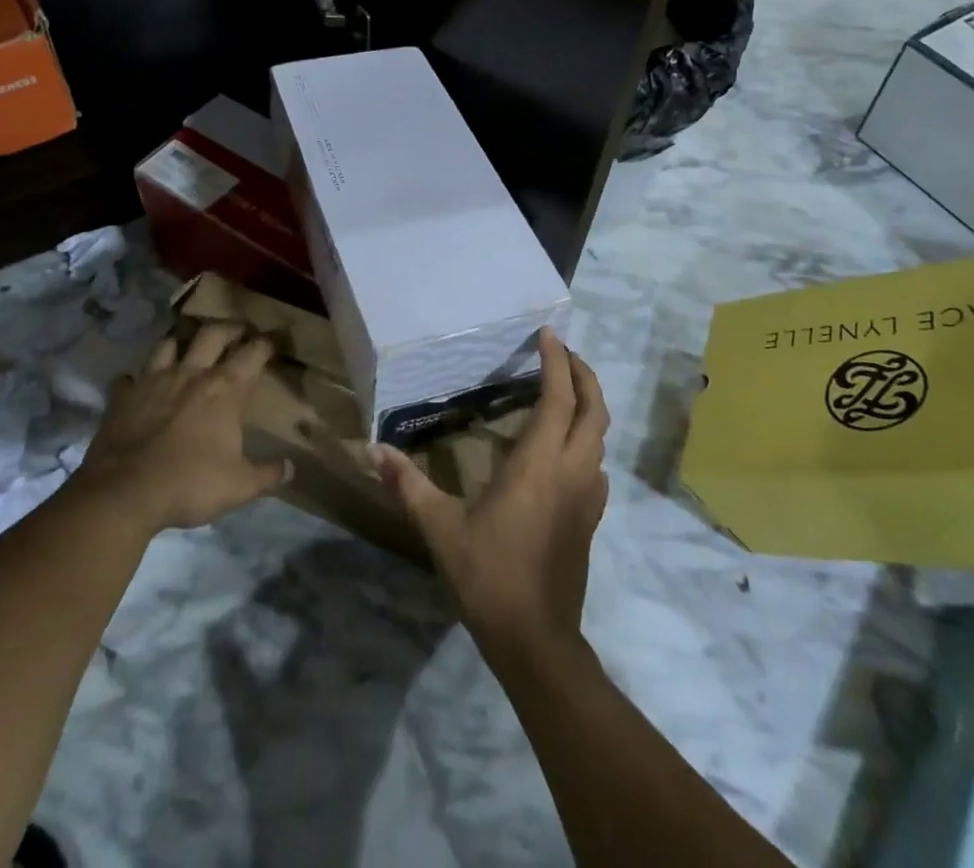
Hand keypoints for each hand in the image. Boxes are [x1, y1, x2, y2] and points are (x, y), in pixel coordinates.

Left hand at [74, 322, 290, 533]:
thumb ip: (268, 474)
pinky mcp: (123, 396)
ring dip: (180, 343)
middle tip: (237, 331)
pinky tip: (136, 387)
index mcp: (225, 390)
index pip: (254, 353)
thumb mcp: (239, 486)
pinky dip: (134, 380)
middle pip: (213, 333)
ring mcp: (154, 380)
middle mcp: (192, 374)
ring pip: (169, 344)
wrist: (124, 493)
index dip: (267, 343)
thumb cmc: (190, 484)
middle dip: (229, 328)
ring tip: (186, 349)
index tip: (274, 340)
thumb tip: (291, 468)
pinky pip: (127, 378)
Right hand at [372, 329, 609, 659]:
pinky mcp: (592, 518)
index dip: (557, 362)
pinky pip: (597, 462)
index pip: (558, 398)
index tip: (548, 334)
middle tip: (562, 353)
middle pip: (594, 409)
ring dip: (588, 405)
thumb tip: (373, 450)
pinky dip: (587, 438)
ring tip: (564, 390)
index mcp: (539, 464)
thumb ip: (408, 485)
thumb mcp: (440, 528)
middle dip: (583, 374)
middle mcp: (572, 471)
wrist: (536, 640)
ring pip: (601, 435)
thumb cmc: (488, 575)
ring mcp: (588, 496)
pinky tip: (565, 446)